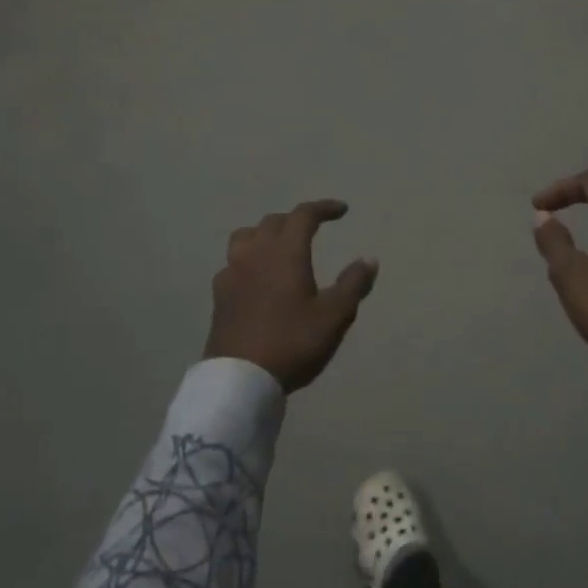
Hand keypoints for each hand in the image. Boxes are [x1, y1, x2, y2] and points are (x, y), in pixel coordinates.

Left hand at [204, 200, 378, 392]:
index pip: (303, 215)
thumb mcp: (335, 315)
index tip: (342, 211)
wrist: (241, 378)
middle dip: (295, 220)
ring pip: (246, 237)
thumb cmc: (293, 342)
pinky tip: (256, 278)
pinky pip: (234, 263)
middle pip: (273, 222)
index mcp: (285, 252)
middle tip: (314, 229)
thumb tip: (368, 259)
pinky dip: (249, 259)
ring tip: (279, 246)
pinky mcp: (219, 295)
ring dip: (266, 234)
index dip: (323, 208)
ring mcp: (232, 273)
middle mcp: (255, 254)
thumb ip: (353, 284)